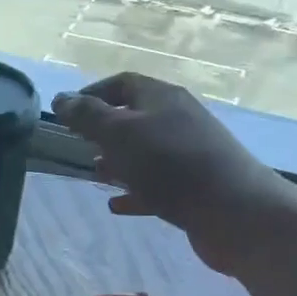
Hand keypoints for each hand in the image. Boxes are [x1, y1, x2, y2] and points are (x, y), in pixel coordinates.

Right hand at [52, 72, 296, 273]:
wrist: (235, 212)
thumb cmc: (171, 165)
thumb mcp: (120, 134)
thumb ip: (88, 116)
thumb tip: (61, 98)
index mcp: (162, 98)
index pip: (122, 83)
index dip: (92, 94)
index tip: (67, 113)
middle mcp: (179, 120)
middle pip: (135, 118)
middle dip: (105, 131)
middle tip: (79, 145)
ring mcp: (191, 154)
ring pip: (147, 152)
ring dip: (119, 162)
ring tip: (96, 174)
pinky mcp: (197, 188)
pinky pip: (159, 184)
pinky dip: (136, 192)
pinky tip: (117, 205)